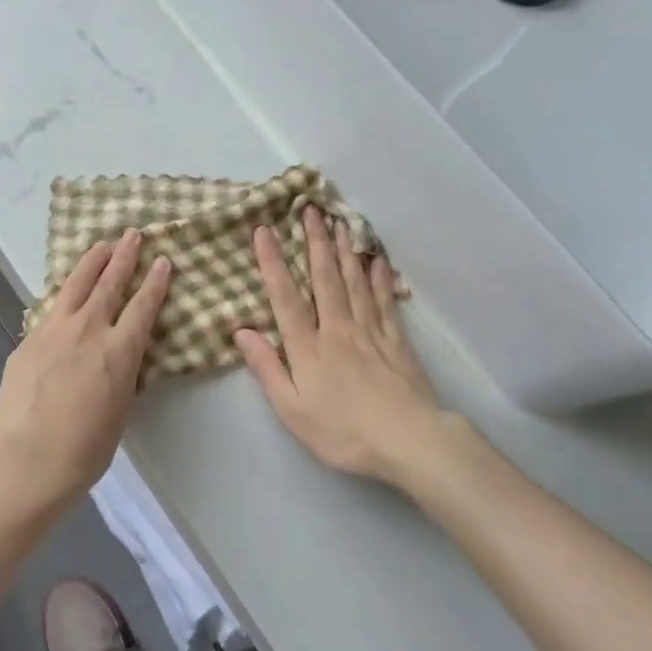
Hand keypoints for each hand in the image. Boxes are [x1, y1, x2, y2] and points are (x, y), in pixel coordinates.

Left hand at [0, 229, 170, 510]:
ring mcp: (53, 331)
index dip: (155, 281)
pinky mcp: (28, 341)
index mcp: (119, 350)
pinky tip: (65, 292)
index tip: (163, 260)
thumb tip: (120, 355)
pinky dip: (64, 295)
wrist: (30, 457)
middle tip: (132, 235)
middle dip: (123, 257)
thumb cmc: (87, 446)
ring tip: (101, 245)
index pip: (143, 305)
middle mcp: (88, 330)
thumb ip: (122, 372)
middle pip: (109, 284)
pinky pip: (50, 309)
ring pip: (75, 286)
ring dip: (91, 263)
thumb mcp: (121, 407)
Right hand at [234, 206, 448, 488]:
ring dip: (344, 251)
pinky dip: (381, 278)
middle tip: (310, 210)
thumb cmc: (343, 431)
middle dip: (315, 242)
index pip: (285, 297)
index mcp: (308, 347)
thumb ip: (267, 368)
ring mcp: (371, 331)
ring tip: (340, 223)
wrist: (408, 441)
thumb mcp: (292, 409)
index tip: (264, 230)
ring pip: (355, 282)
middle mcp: (338, 329)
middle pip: (325, 278)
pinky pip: (385, 301)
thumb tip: (243, 331)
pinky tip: (378, 261)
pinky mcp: (397, 341)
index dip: (273, 263)